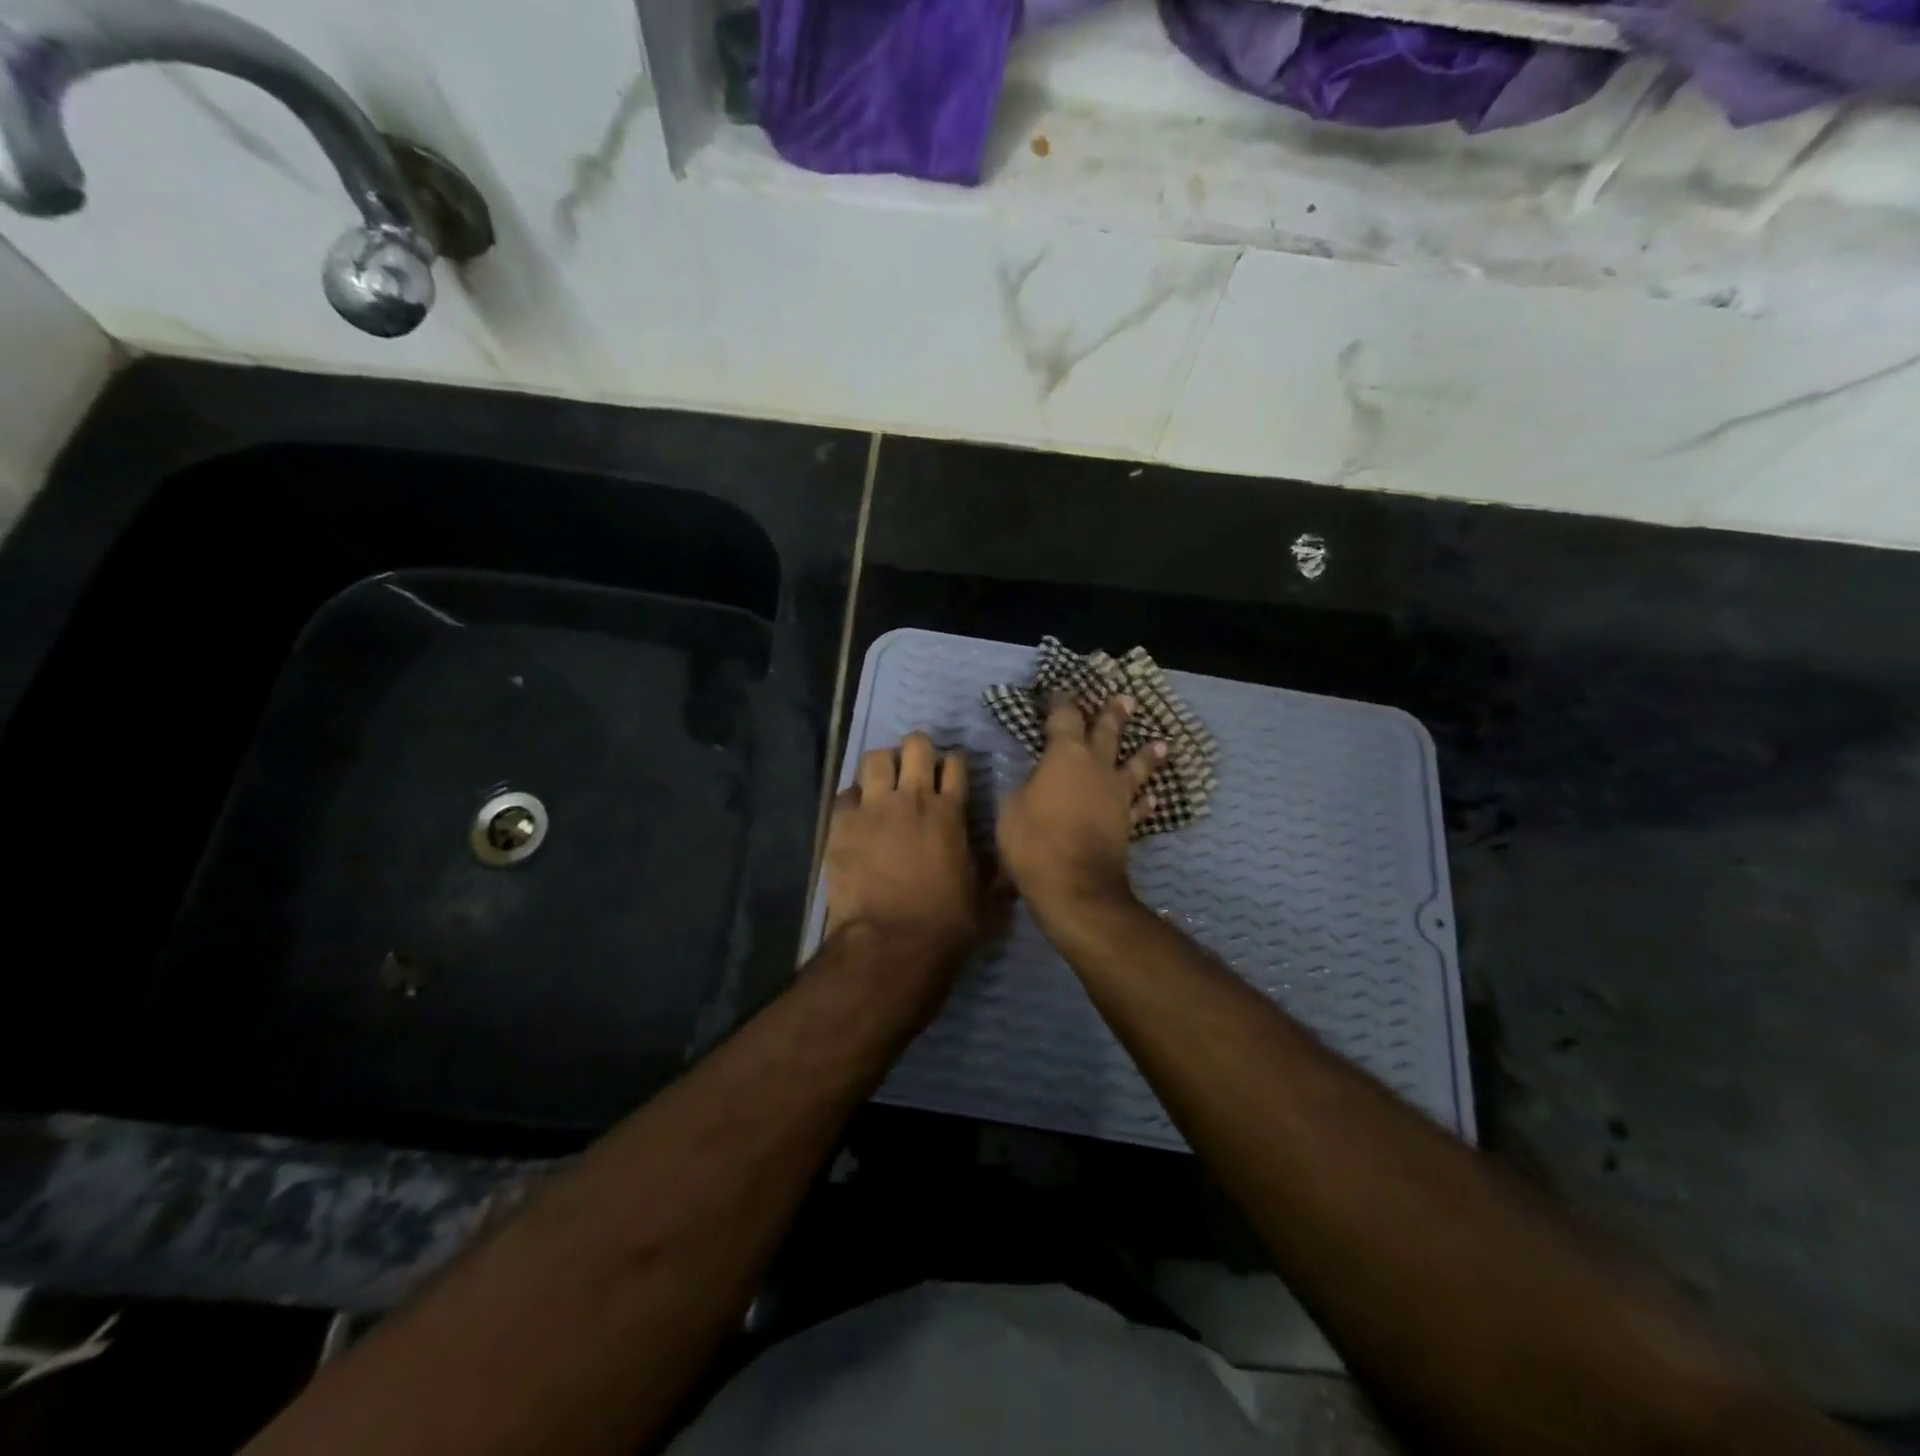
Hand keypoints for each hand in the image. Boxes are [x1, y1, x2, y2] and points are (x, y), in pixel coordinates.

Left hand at [824, 732, 997, 969]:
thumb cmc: (945, 925)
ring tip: (883, 782)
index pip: (955, 763)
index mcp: (950, 812)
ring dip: (882, 765)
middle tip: (915, 768)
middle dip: (917, 750)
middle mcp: (912, 798)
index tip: (950, 774)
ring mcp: (873, 807)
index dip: (954, 763)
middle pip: (915, 745)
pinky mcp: (841, 824)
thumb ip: (998, 875)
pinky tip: (856, 813)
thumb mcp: (987, 901)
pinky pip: (845, 793)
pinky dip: (853, 798)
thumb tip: (1012, 866)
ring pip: (875, 758)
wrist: (890, 944)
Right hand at [996, 694, 1164, 923]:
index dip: (1061, 703)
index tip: (1060, 693)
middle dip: (1114, 714)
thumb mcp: (1011, 808)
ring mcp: (1116, 795)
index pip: (1064, 717)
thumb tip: (1033, 780)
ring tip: (1161, 742)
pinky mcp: (1127, 823)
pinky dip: (1145, 801)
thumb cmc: (1034, 841)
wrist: (1074, 885)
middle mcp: (1097, 767)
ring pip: (1135, 766)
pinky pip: (1139, 806)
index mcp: (1065, 755)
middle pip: (1108, 732)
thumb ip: (1024, 786)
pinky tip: (1153, 797)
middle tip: (1126, 699)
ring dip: (1147, 753)